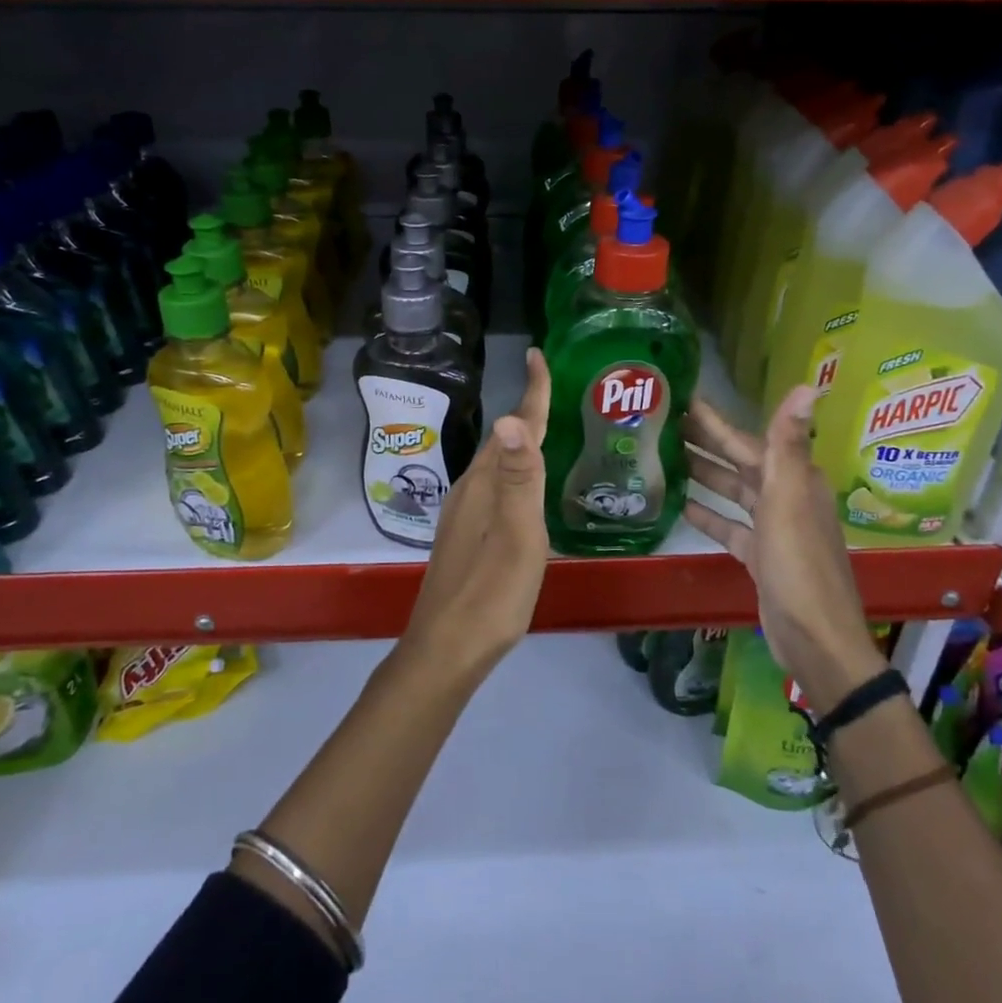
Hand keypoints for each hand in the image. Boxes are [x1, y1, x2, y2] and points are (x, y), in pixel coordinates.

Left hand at [400, 347, 551, 677]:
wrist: (446, 649)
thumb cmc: (490, 594)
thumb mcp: (516, 537)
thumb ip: (518, 479)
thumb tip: (510, 417)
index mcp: (484, 486)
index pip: (511, 428)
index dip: (530, 392)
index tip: (537, 354)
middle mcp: (470, 491)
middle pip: (502, 441)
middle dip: (527, 410)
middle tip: (554, 388)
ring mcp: (463, 514)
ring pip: (495, 464)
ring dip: (519, 441)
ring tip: (545, 428)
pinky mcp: (465, 536)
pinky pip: (494, 487)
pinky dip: (513, 471)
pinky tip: (523, 487)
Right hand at [682, 386, 885, 706]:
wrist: (815, 637)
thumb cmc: (799, 564)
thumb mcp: (789, 499)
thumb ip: (788, 443)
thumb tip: (811, 384)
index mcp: (793, 479)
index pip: (747, 440)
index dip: (716, 420)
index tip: (683, 398)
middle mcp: (785, 497)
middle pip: (738, 462)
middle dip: (704, 442)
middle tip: (661, 423)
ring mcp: (773, 528)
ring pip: (732, 492)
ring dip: (703, 474)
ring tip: (664, 457)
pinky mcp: (760, 556)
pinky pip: (730, 526)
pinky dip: (708, 515)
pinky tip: (680, 505)